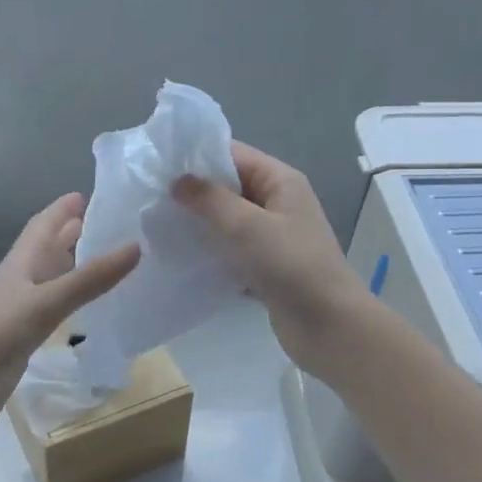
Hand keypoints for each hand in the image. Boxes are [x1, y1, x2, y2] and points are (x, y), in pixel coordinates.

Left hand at [0, 193, 139, 441]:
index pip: (43, 225)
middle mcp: (22, 281)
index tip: (89, 193)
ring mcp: (23, 310)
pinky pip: (57, 308)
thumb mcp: (46, 302)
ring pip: (54, 278)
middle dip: (75, 233)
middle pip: (49, 249)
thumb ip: (90, 278)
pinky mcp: (27, 337)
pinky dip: (75, 300)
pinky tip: (92, 305)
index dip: (62, 209)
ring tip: (110, 258)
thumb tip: (136, 246)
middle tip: (111, 224)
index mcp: (21, 263)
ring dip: (77, 266)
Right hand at [173, 141, 364, 373]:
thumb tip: (177, 180)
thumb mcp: (248, 227)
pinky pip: (232, 250)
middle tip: (152, 200)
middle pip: (229, 187)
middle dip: (194, 193)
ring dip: (200, 224)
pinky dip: (211, 252)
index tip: (159, 167)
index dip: (198, 158)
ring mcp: (273, 236)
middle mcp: (278, 203)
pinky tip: (180, 258)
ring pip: (228, 221)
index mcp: (281, 181)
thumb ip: (211, 200)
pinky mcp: (266, 266)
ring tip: (159, 228)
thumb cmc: (292, 266)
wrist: (329, 327)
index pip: (234, 155)